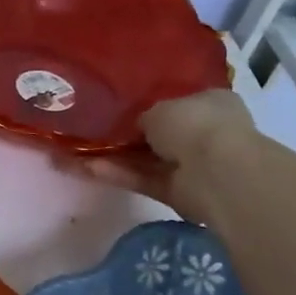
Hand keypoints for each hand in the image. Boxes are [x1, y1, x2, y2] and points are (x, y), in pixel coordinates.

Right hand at [71, 89, 256, 217]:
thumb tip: (136, 127)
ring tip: (78, 152)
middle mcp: (205, 132)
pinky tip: (87, 168)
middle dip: (129, 135)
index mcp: (211, 103)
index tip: (120, 106)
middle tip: (93, 130)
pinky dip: (120, 174)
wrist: (217, 173)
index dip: (150, 104)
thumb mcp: (158, 107)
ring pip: (148, 159)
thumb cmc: (194, 124)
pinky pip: (145, 179)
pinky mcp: (179, 192)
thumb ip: (144, 116)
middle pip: (160, 134)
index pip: (179, 101)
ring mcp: (193, 165)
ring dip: (116, 157)